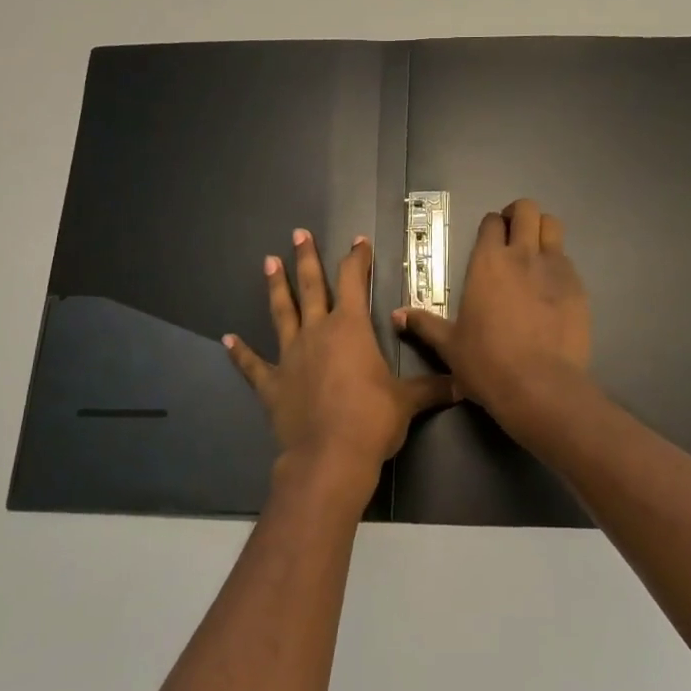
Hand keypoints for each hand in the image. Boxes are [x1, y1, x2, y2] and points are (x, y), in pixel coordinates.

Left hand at [225, 228, 453, 507]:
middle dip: (306, 259)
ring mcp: (290, 356)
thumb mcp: (408, 401)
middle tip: (298, 234)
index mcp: (350, 328)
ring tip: (268, 262)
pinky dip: (239, 353)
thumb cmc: (372, 420)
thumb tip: (464, 384)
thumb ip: (432, 388)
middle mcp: (317, 332)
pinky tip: (226, 339)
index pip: (354, 281)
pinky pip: (252, 365)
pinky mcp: (271, 384)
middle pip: (311, 287)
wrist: (330, 457)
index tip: (357, 241)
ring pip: (281, 313)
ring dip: (276, 287)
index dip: (357, 259)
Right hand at [394, 198, 589, 418]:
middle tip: (513, 234)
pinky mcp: (578, 286)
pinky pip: (568, 260)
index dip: (491, 226)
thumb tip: (396, 315)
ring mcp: (555, 268)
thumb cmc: (487, 363)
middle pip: (527, 210)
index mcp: (487, 262)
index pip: (491, 222)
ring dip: (542, 231)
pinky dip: (559, 264)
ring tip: (535, 252)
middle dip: (519, 215)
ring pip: (553, 227)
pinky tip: (552, 287)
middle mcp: (522, 255)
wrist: (540, 386)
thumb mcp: (449, 345)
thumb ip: (424, 324)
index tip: (489, 239)